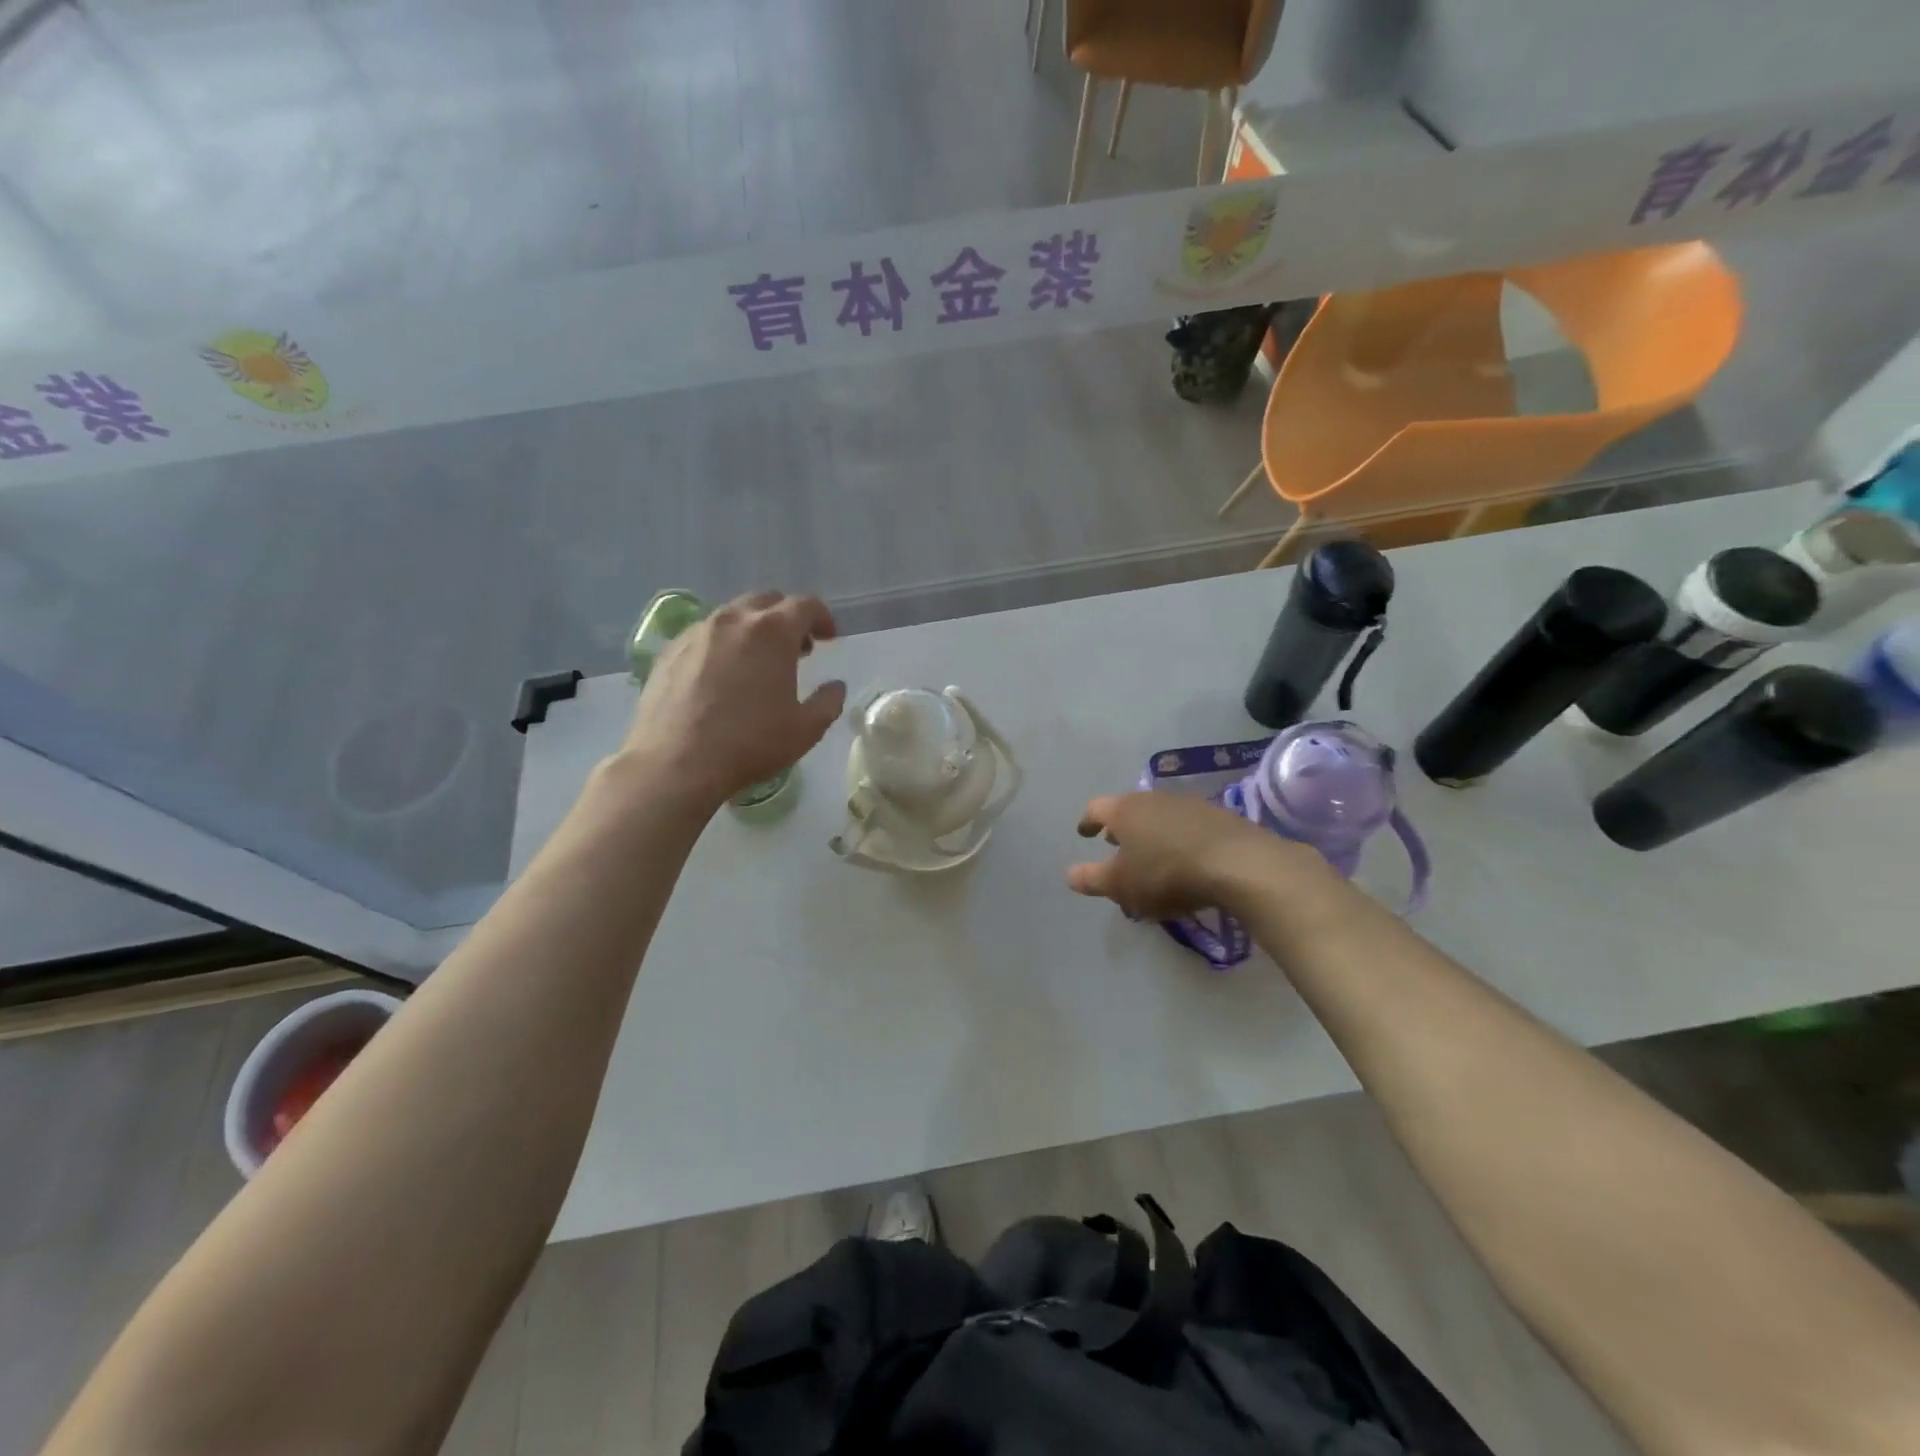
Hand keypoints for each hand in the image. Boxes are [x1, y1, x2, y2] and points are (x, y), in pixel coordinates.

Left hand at [620, 592, 845, 810]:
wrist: (675, 763)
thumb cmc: (749, 744)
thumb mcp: (805, 730)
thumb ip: (828, 702)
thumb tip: (835, 686)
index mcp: (773, 632)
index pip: (805, 605)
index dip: (822, 618)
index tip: (828, 639)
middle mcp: (733, 620)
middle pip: (767, 601)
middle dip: (787, 619)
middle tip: (796, 649)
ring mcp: (697, 632)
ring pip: (733, 615)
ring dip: (753, 629)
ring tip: (758, 662)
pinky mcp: (669, 650)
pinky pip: (705, 634)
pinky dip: (723, 643)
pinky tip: (722, 675)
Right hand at [1067, 792, 1318, 918]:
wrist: (1239, 863)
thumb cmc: (1167, 873)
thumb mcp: (1122, 885)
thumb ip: (1093, 879)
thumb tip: (1069, 875)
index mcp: (1125, 811)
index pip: (1096, 809)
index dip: (1087, 821)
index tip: (1083, 833)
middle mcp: (1153, 799)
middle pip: (1129, 808)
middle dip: (1120, 826)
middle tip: (1114, 843)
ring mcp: (1189, 804)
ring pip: (1159, 814)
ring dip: (1151, 831)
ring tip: (1151, 852)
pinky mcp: (1219, 816)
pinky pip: (1187, 824)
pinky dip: (1178, 837)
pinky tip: (1185, 856)